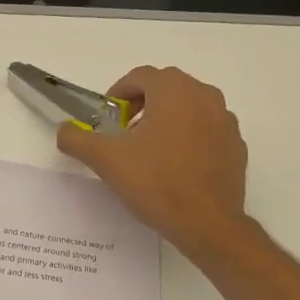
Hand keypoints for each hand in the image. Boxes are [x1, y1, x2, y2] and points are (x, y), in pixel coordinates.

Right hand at [56, 66, 248, 259]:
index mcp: (174, 90)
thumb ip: (78, 139)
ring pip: (190, 107)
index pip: (141, 76)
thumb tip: (64, 130)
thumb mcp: (107, 160)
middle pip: (167, 87)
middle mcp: (205, 96)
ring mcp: (225, 121)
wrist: (207, 223)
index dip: (118, 93)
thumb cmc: (156, 183)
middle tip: (125, 133)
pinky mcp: (236, 145)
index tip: (108, 118)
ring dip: (167, 119)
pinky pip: (207, 130)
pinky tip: (177, 166)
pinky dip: (190, 137)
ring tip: (150, 150)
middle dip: (143, 104)